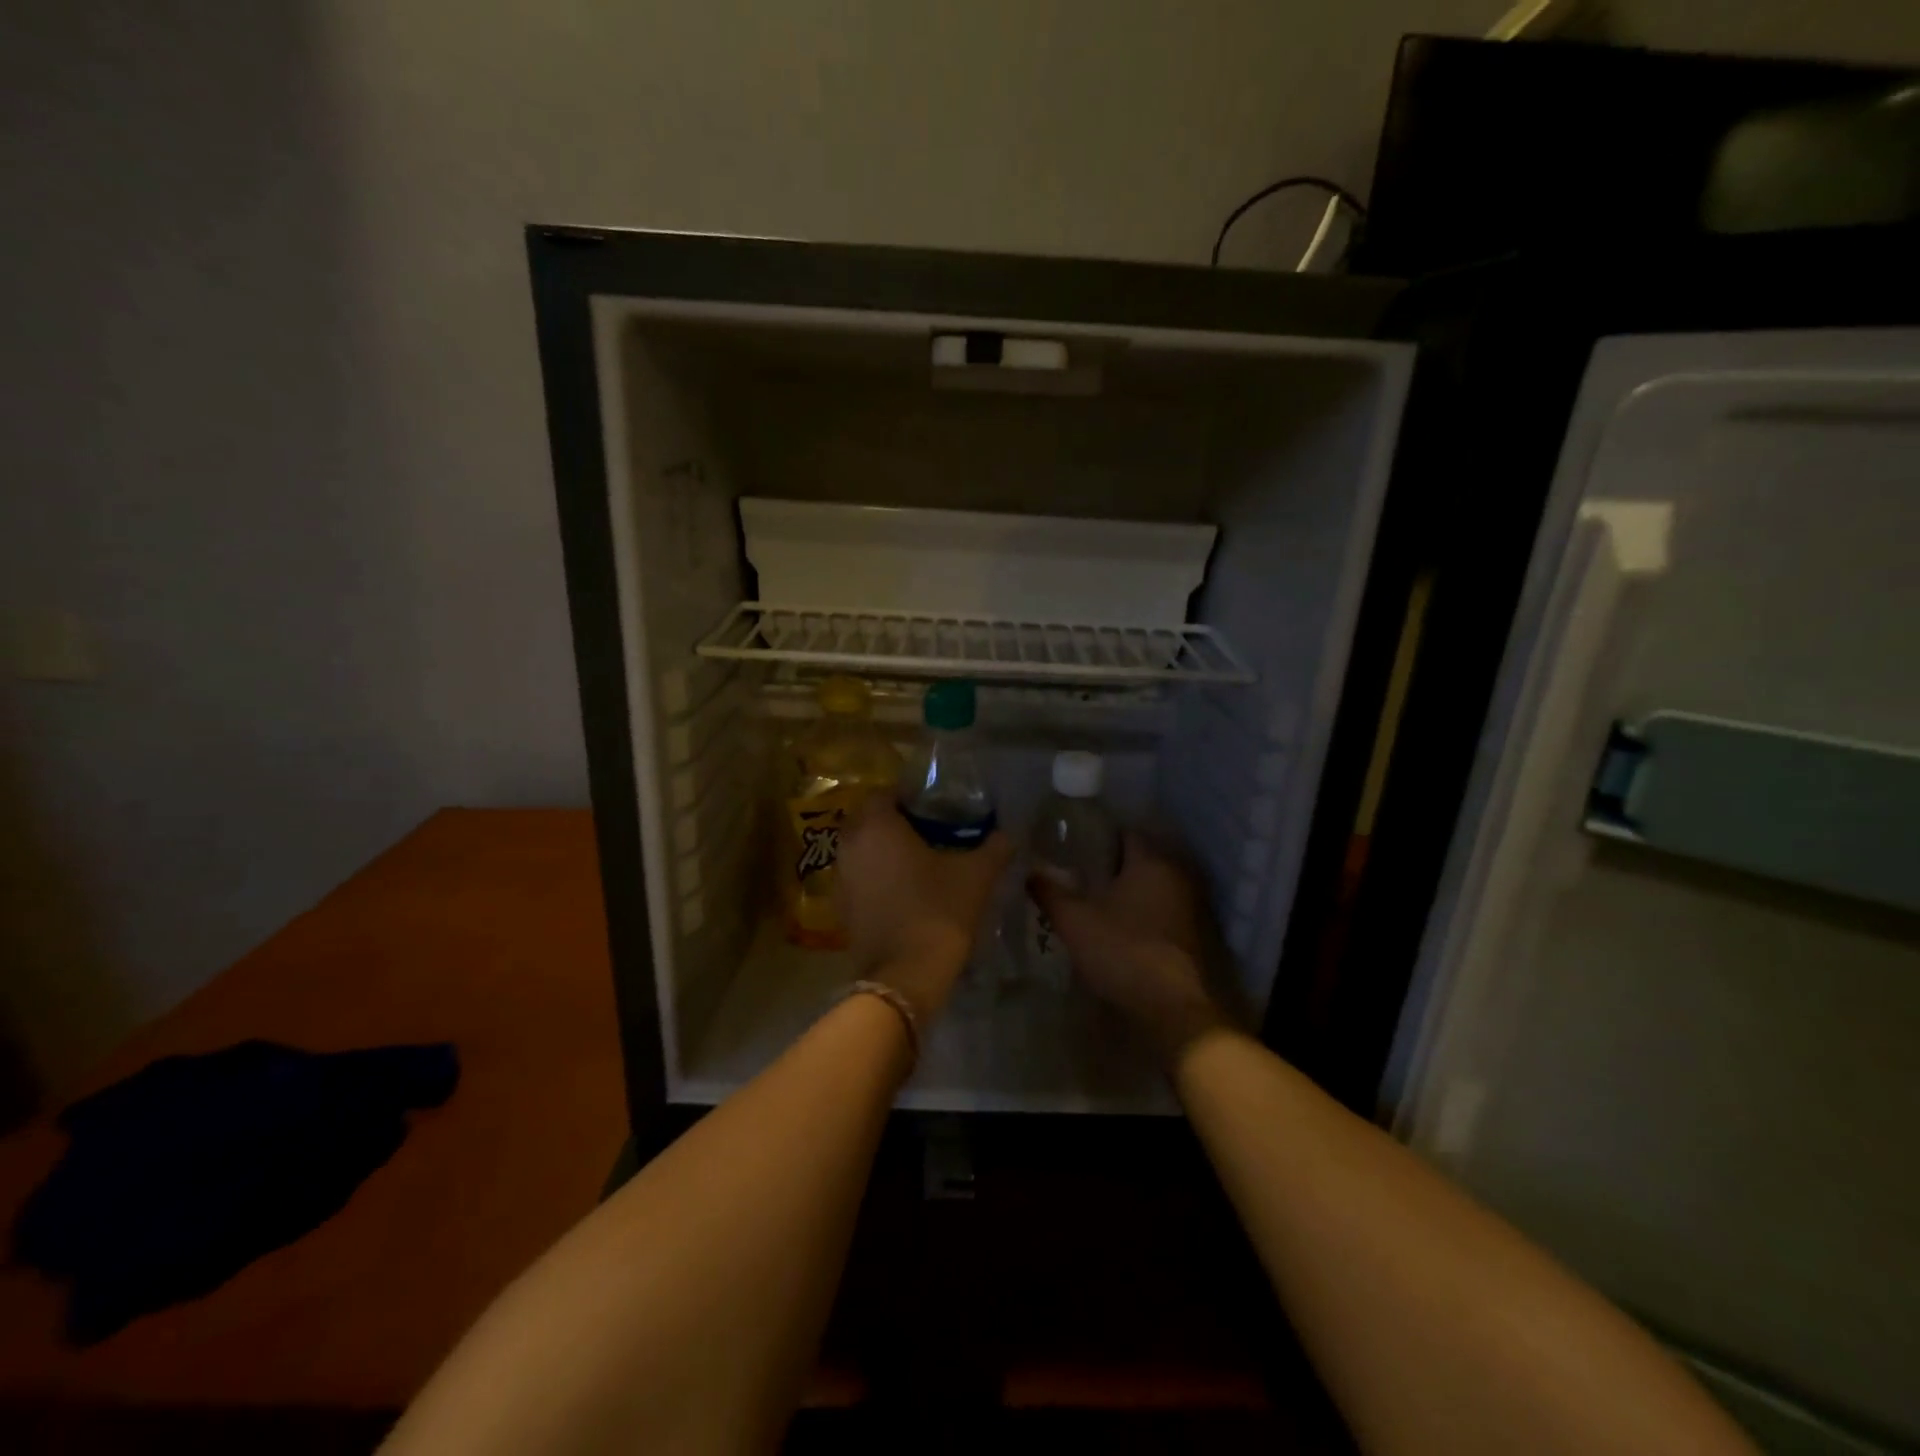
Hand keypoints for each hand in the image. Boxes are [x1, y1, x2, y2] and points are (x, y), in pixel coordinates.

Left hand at [835, 794, 1013, 1020]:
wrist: (907, 975)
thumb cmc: (939, 911)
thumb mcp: (977, 875)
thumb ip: (995, 846)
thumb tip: (1009, 833)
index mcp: (877, 826)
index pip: (884, 793)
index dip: (909, 798)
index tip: (935, 810)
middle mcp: (850, 845)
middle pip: (869, 820)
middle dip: (894, 823)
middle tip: (929, 833)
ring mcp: (841, 878)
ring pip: (861, 850)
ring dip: (883, 850)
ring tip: (918, 862)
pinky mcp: (841, 908)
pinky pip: (859, 878)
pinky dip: (876, 877)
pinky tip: (904, 891)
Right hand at [1028, 834, 1228, 1065]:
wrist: (1171, 1006)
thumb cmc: (1122, 950)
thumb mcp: (1074, 920)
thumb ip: (1049, 891)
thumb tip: (1028, 872)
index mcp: (1150, 861)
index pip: (1123, 832)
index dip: (1096, 836)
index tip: (1070, 845)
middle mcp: (1175, 875)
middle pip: (1137, 859)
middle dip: (1108, 865)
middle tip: (1074, 873)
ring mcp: (1187, 906)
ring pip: (1148, 886)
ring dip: (1124, 891)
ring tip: (1089, 900)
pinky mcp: (1190, 934)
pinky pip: (1158, 910)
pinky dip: (1138, 912)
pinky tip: (1114, 926)